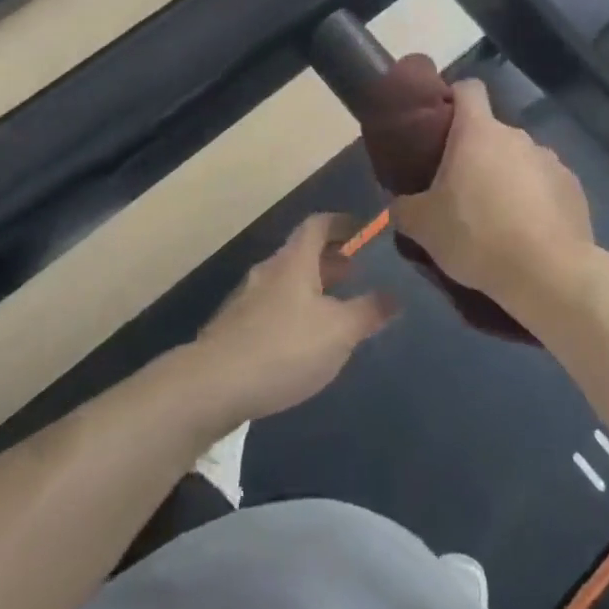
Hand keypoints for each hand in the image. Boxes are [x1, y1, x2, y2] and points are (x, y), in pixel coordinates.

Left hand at [188, 215, 397, 429]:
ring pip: (286, 281)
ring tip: (333, 308)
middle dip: (329, 259)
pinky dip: (293, 310)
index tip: (362, 230)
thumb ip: (369, 311)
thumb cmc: (284, 348)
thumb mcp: (339, 331)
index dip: (341, 223)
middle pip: (301, 253)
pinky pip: (272, 306)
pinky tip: (301, 340)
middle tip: (354, 273)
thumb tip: (395, 296)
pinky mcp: (233, 328)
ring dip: (311, 286)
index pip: (318, 224)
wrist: (213, 385)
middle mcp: (268, 271)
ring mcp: (247, 299)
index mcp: (294, 261)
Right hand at [391, 80, 595, 321]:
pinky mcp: (573, 188)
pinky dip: (536, 200)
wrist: (548, 274)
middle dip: (477, 154)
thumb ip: (405, 208)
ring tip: (498, 218)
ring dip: (508, 178)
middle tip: (461, 190)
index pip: (468, 88)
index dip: (454, 98)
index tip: (442, 123)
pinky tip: (529, 232)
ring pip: (520, 160)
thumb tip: (400, 205)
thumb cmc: (477, 235)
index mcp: (478, 132)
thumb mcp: (423, 227)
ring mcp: (550, 160)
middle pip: (492, 132)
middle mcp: (517, 136)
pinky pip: (546, 185)